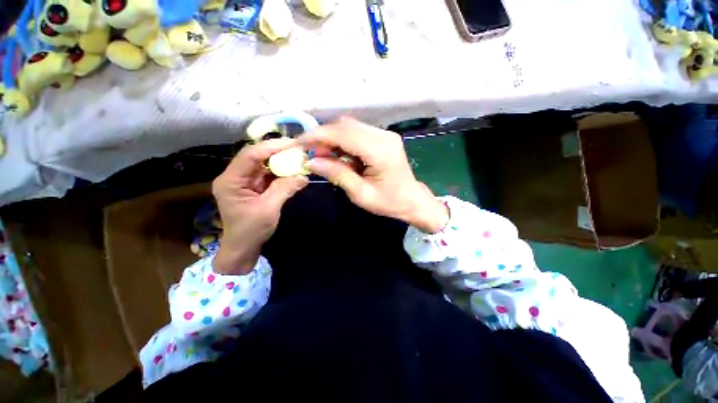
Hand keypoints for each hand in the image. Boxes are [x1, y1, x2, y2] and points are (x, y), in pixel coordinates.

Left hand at [212, 138, 308, 274]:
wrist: (243, 248)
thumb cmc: (250, 231)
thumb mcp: (268, 210)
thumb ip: (285, 190)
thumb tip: (304, 176)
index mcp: (230, 181)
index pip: (249, 155)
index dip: (271, 147)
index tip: (292, 144)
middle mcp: (235, 176)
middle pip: (257, 156)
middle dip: (278, 151)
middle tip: (299, 148)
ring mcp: (245, 181)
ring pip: (264, 164)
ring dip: (282, 161)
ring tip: (299, 157)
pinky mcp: (255, 186)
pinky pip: (269, 174)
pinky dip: (282, 171)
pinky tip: (294, 169)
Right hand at [299, 117, 448, 232]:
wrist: (412, 200)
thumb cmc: (389, 202)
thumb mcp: (360, 194)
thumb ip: (337, 174)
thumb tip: (311, 162)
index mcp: (380, 151)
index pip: (344, 134)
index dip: (319, 136)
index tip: (299, 143)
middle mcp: (383, 136)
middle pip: (346, 125)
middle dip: (324, 137)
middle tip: (312, 154)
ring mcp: (385, 134)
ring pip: (350, 127)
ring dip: (333, 139)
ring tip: (324, 157)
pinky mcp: (383, 137)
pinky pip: (357, 133)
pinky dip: (343, 141)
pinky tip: (339, 155)